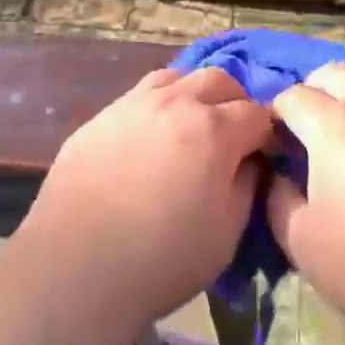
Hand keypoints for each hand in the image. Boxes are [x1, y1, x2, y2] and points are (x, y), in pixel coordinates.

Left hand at [16, 67, 272, 334]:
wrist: (76, 266)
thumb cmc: (162, 259)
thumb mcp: (226, 235)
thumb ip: (246, 187)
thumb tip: (249, 162)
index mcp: (213, 130)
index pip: (257, 113)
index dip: (268, 133)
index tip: (267, 154)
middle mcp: (176, 102)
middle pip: (219, 80)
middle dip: (235, 102)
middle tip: (233, 135)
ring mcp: (134, 103)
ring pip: (177, 77)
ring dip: (195, 94)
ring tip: (192, 125)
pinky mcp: (102, 115)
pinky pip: (140, 95)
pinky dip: (159, 106)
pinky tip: (151, 136)